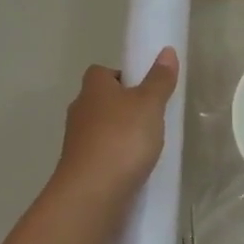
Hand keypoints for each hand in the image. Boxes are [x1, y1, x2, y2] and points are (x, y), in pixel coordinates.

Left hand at [53, 48, 177, 204]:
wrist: (92, 192)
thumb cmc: (122, 139)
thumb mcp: (149, 105)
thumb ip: (159, 80)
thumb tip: (167, 51)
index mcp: (93, 88)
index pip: (102, 72)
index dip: (123, 77)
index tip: (144, 91)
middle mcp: (79, 111)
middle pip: (100, 101)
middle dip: (121, 108)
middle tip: (150, 119)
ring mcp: (76, 142)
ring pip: (99, 130)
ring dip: (117, 135)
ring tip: (144, 147)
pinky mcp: (79, 168)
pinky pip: (100, 155)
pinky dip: (114, 159)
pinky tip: (132, 169)